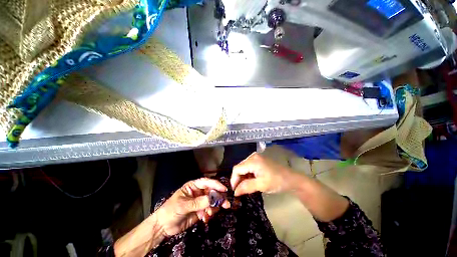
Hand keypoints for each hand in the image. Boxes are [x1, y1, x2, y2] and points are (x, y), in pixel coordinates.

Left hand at [155, 178, 230, 236]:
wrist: (163, 226)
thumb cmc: (171, 210)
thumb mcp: (183, 205)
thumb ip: (198, 202)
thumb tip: (212, 199)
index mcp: (193, 186)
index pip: (206, 182)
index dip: (216, 184)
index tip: (224, 189)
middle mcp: (198, 192)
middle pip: (212, 191)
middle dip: (218, 198)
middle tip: (225, 204)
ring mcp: (200, 202)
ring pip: (212, 201)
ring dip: (214, 207)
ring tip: (209, 214)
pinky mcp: (200, 211)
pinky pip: (209, 210)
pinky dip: (209, 214)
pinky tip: (205, 219)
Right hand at [230, 153, 292, 195]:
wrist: (291, 178)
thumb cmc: (277, 181)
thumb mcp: (261, 185)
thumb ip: (246, 187)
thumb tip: (235, 192)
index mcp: (253, 161)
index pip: (237, 169)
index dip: (233, 180)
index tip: (234, 191)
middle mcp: (252, 156)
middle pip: (239, 167)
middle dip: (238, 179)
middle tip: (239, 190)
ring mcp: (256, 156)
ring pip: (243, 167)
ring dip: (242, 177)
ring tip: (245, 186)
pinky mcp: (258, 159)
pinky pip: (248, 166)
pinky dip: (247, 174)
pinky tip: (250, 180)